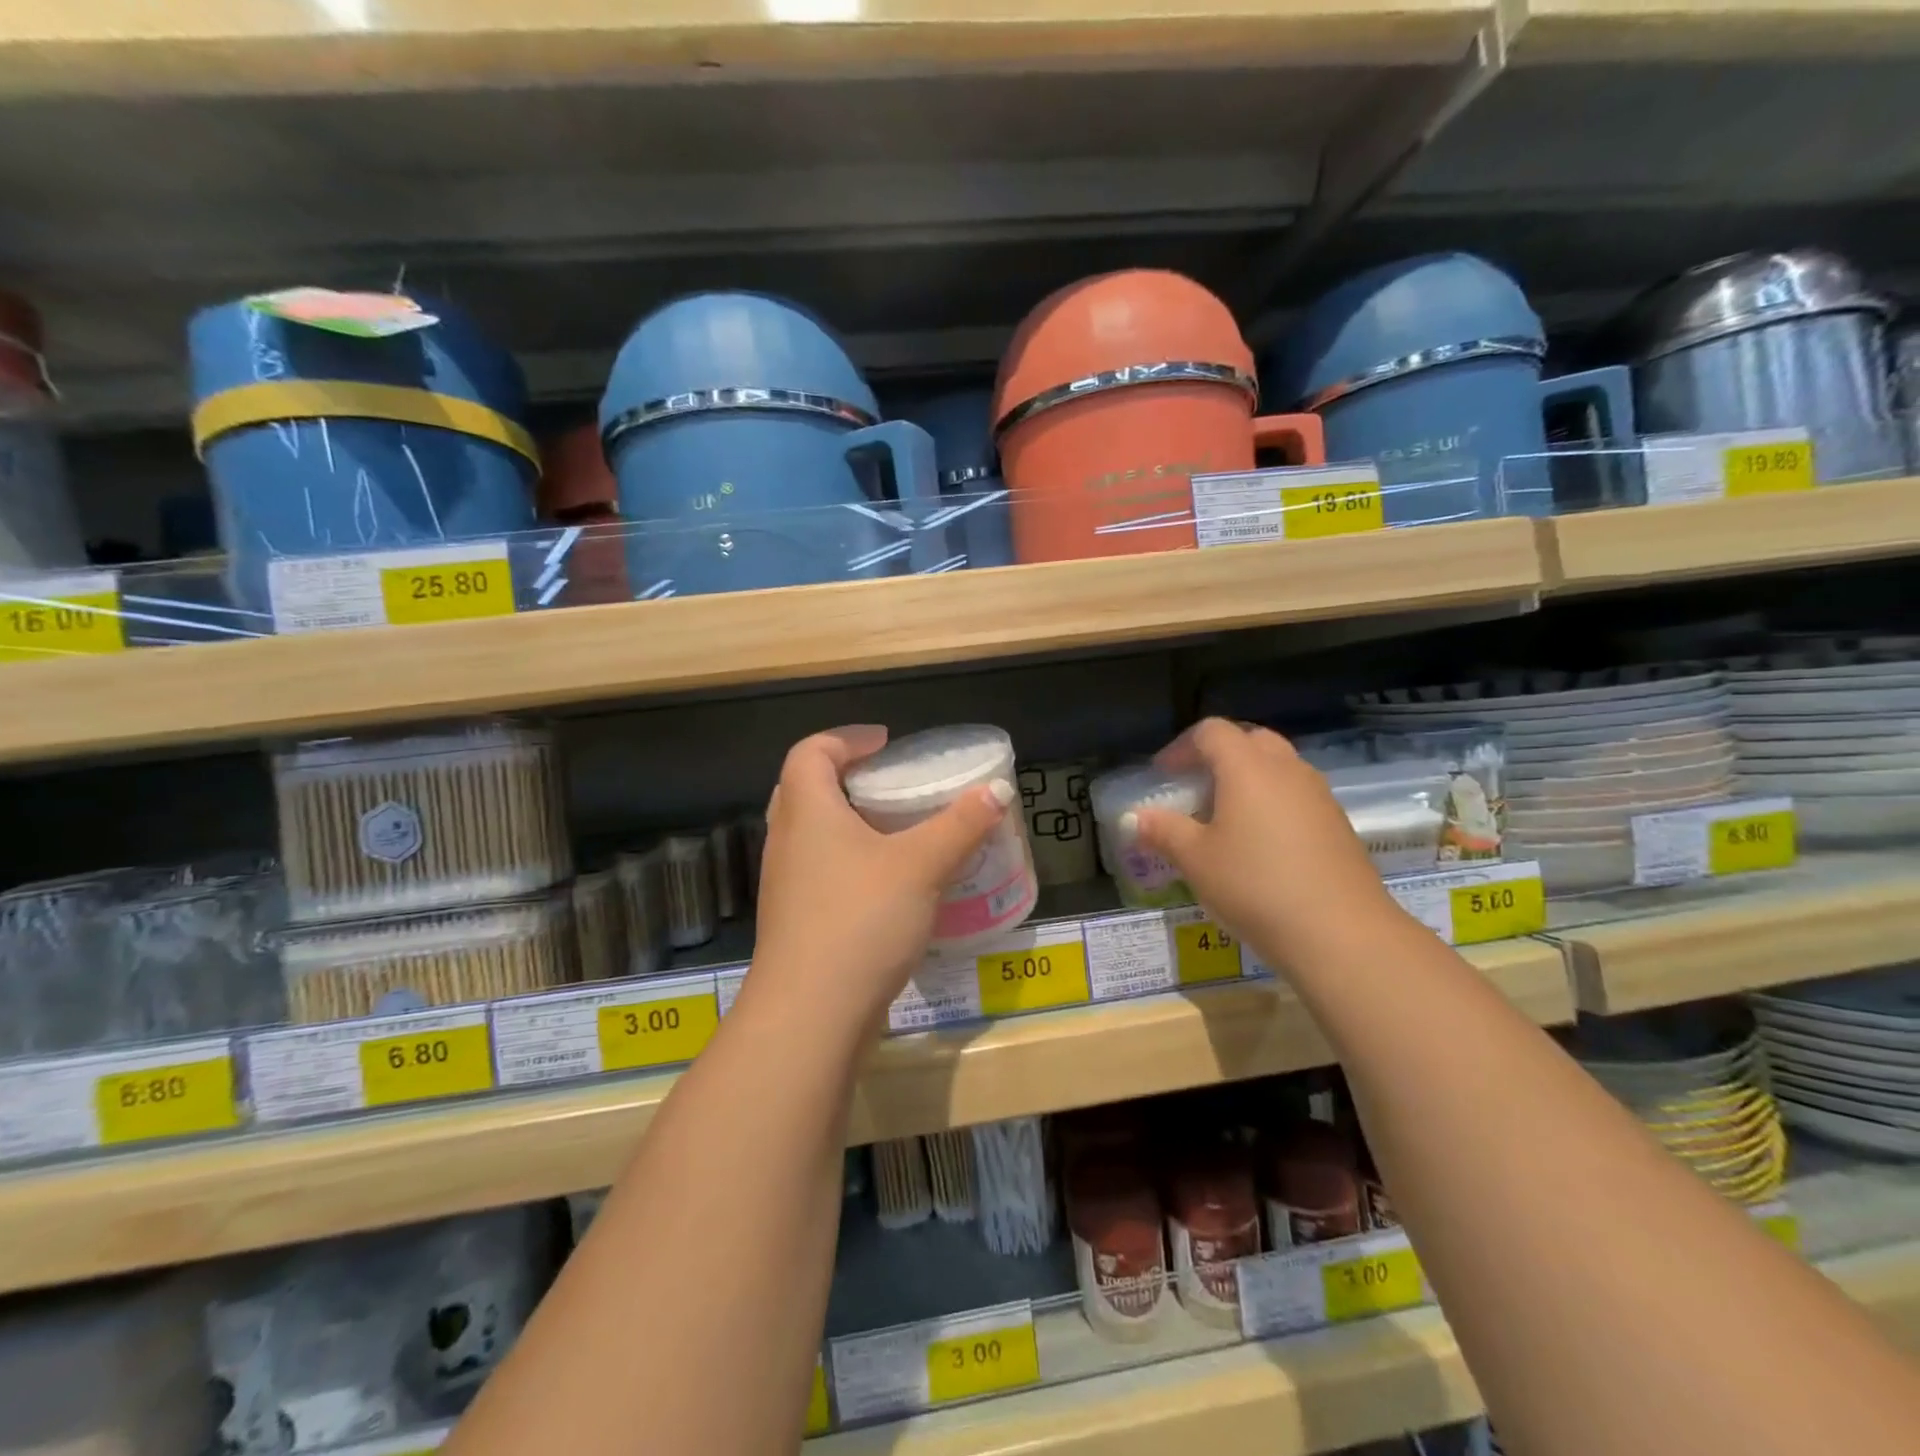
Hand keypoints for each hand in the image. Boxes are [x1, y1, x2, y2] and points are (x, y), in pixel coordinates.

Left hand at [749, 726, 1014, 1029]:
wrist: (810, 1016)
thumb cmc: (861, 920)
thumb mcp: (922, 865)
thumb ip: (961, 824)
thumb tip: (998, 790)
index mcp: (807, 810)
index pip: (812, 751)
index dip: (847, 737)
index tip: (887, 743)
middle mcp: (787, 840)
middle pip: (805, 788)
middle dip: (846, 777)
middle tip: (890, 783)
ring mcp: (785, 885)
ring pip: (812, 834)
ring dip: (848, 823)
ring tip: (896, 831)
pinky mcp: (795, 921)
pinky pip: (819, 872)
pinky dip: (849, 862)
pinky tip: (888, 886)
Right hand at [1128, 718, 1396, 973]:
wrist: (1341, 933)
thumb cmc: (1255, 885)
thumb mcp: (1195, 860)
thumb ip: (1163, 831)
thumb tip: (1136, 818)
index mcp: (1248, 767)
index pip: (1211, 732)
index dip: (1181, 747)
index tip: (1163, 775)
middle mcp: (1287, 770)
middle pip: (1250, 741)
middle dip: (1219, 756)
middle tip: (1196, 788)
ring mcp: (1319, 796)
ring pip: (1279, 768)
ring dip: (1249, 779)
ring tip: (1226, 818)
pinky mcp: (1338, 824)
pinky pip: (1298, 796)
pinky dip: (1273, 804)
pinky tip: (1262, 845)